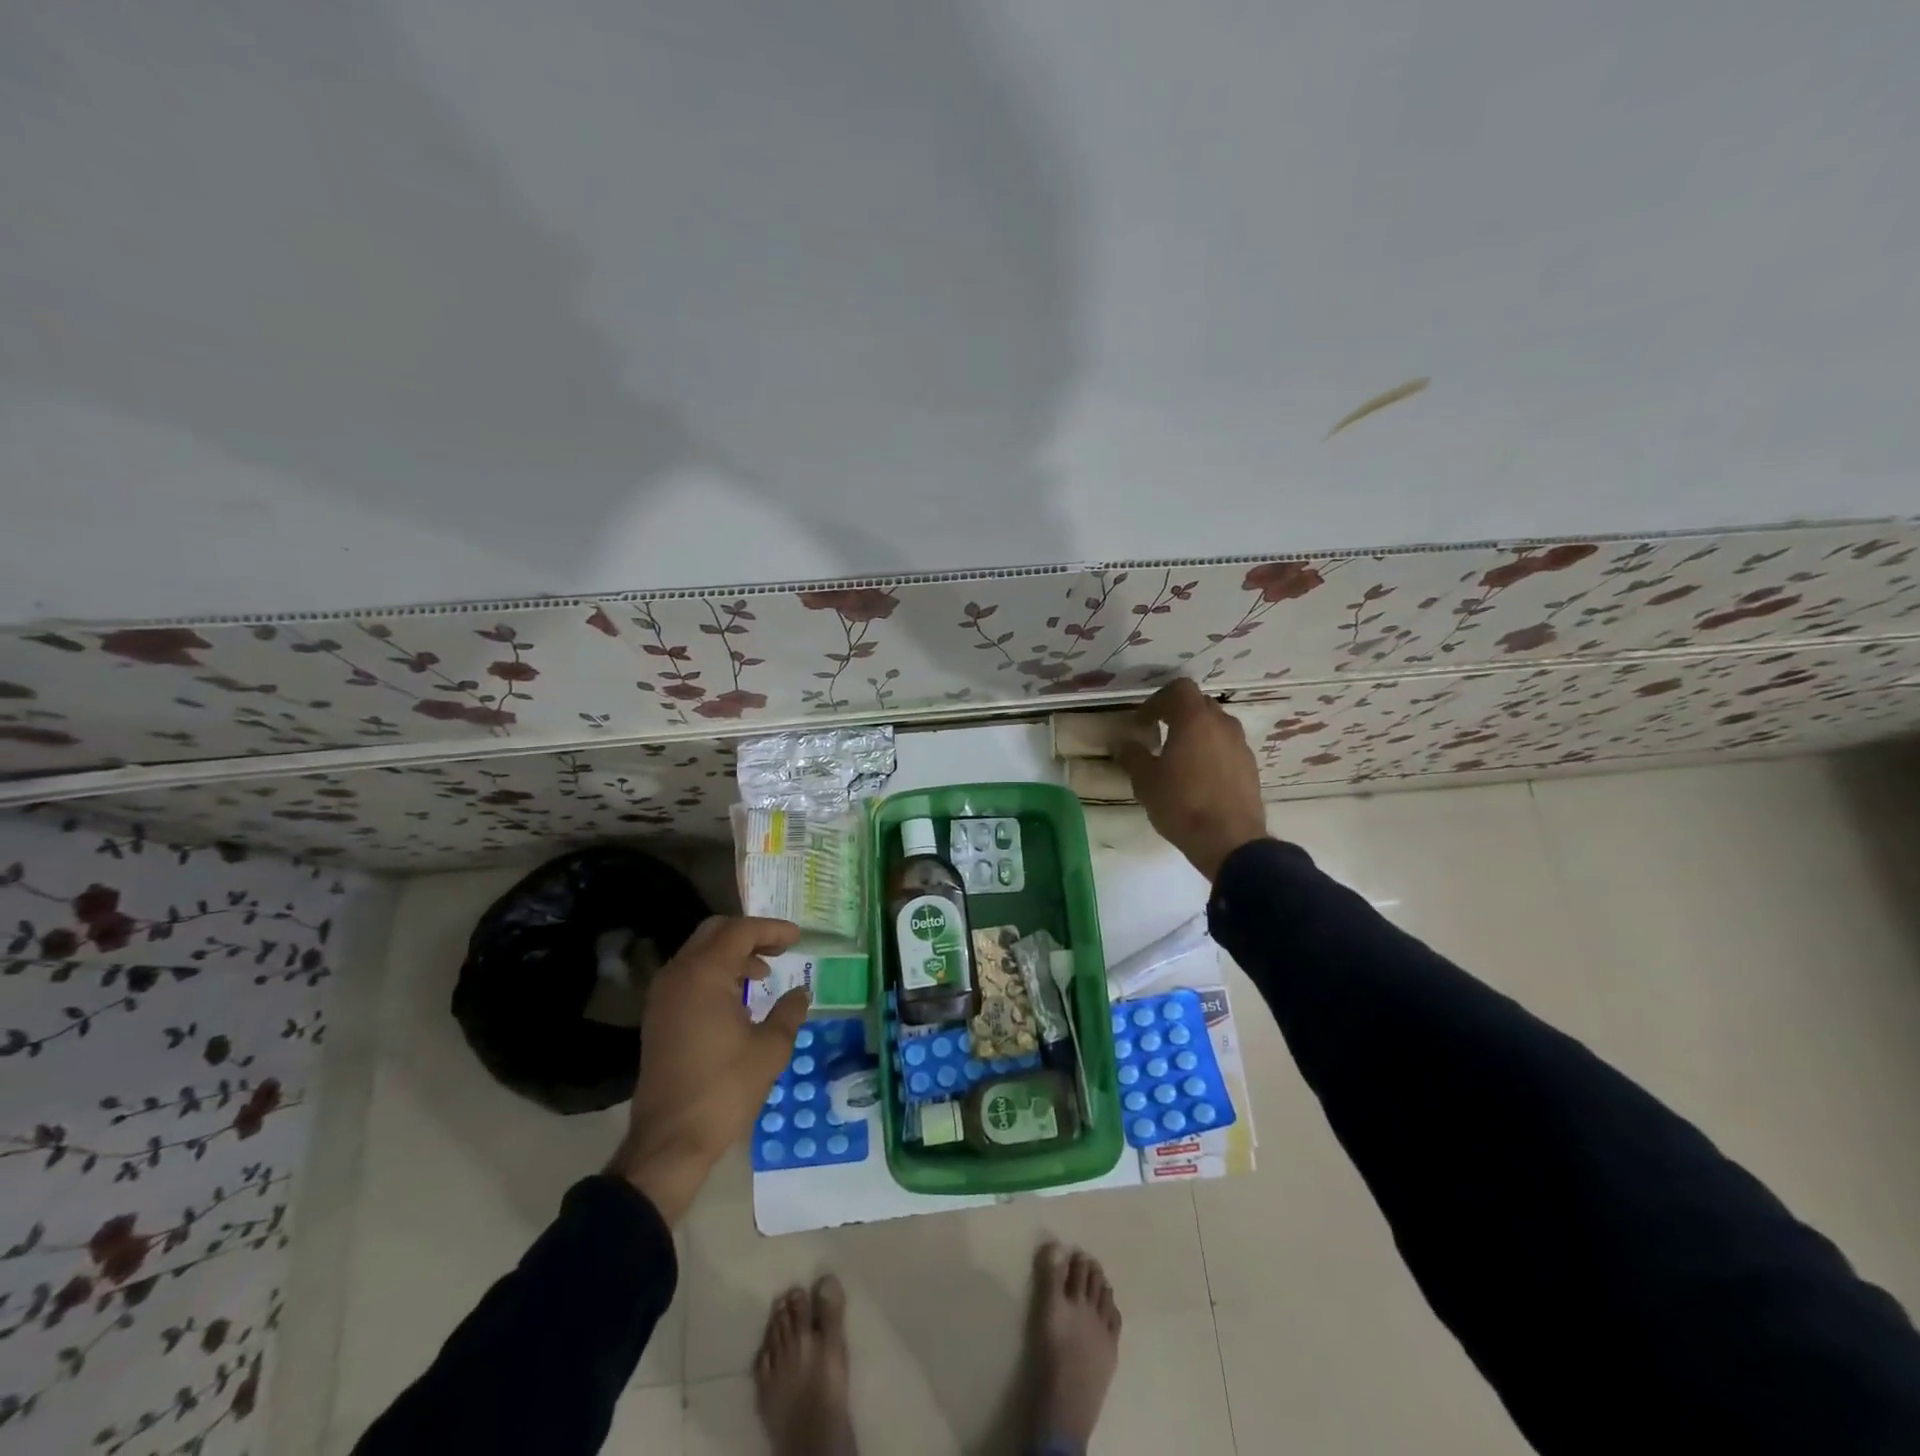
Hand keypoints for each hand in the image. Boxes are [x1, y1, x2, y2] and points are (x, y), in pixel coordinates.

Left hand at [611, 915, 807, 1222]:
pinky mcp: (657, 1016)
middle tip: (780, 948)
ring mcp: (662, 995)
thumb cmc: (724, 1089)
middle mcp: (678, 974)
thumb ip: (789, 1012)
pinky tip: (737, 998)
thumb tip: (801, 993)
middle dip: (749, 934)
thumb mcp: (770, 1049)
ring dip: (731, 954)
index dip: (772, 930)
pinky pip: (688, 975)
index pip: (741, 931)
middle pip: (715, 932)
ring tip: (762, 974)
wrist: (670, 1140)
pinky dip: (714, 973)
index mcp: (705, 974)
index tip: (798, 938)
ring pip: (699, 952)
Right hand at [1116, 678, 1269, 881]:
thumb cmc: (1182, 805)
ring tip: (1179, 757)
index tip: (1143, 721)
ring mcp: (1240, 745)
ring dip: (1196, 733)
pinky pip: (1227, 746)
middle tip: (1158, 734)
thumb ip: (1132, 756)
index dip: (1157, 700)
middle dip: (1177, 714)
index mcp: (1194, 720)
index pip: (1179, 688)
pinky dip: (1211, 751)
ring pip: (1215, 725)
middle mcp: (1222, 724)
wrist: (1230, 841)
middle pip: (1199, 704)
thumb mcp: (1146, 782)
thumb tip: (1123, 743)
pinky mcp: (1250, 766)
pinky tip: (1198, 776)